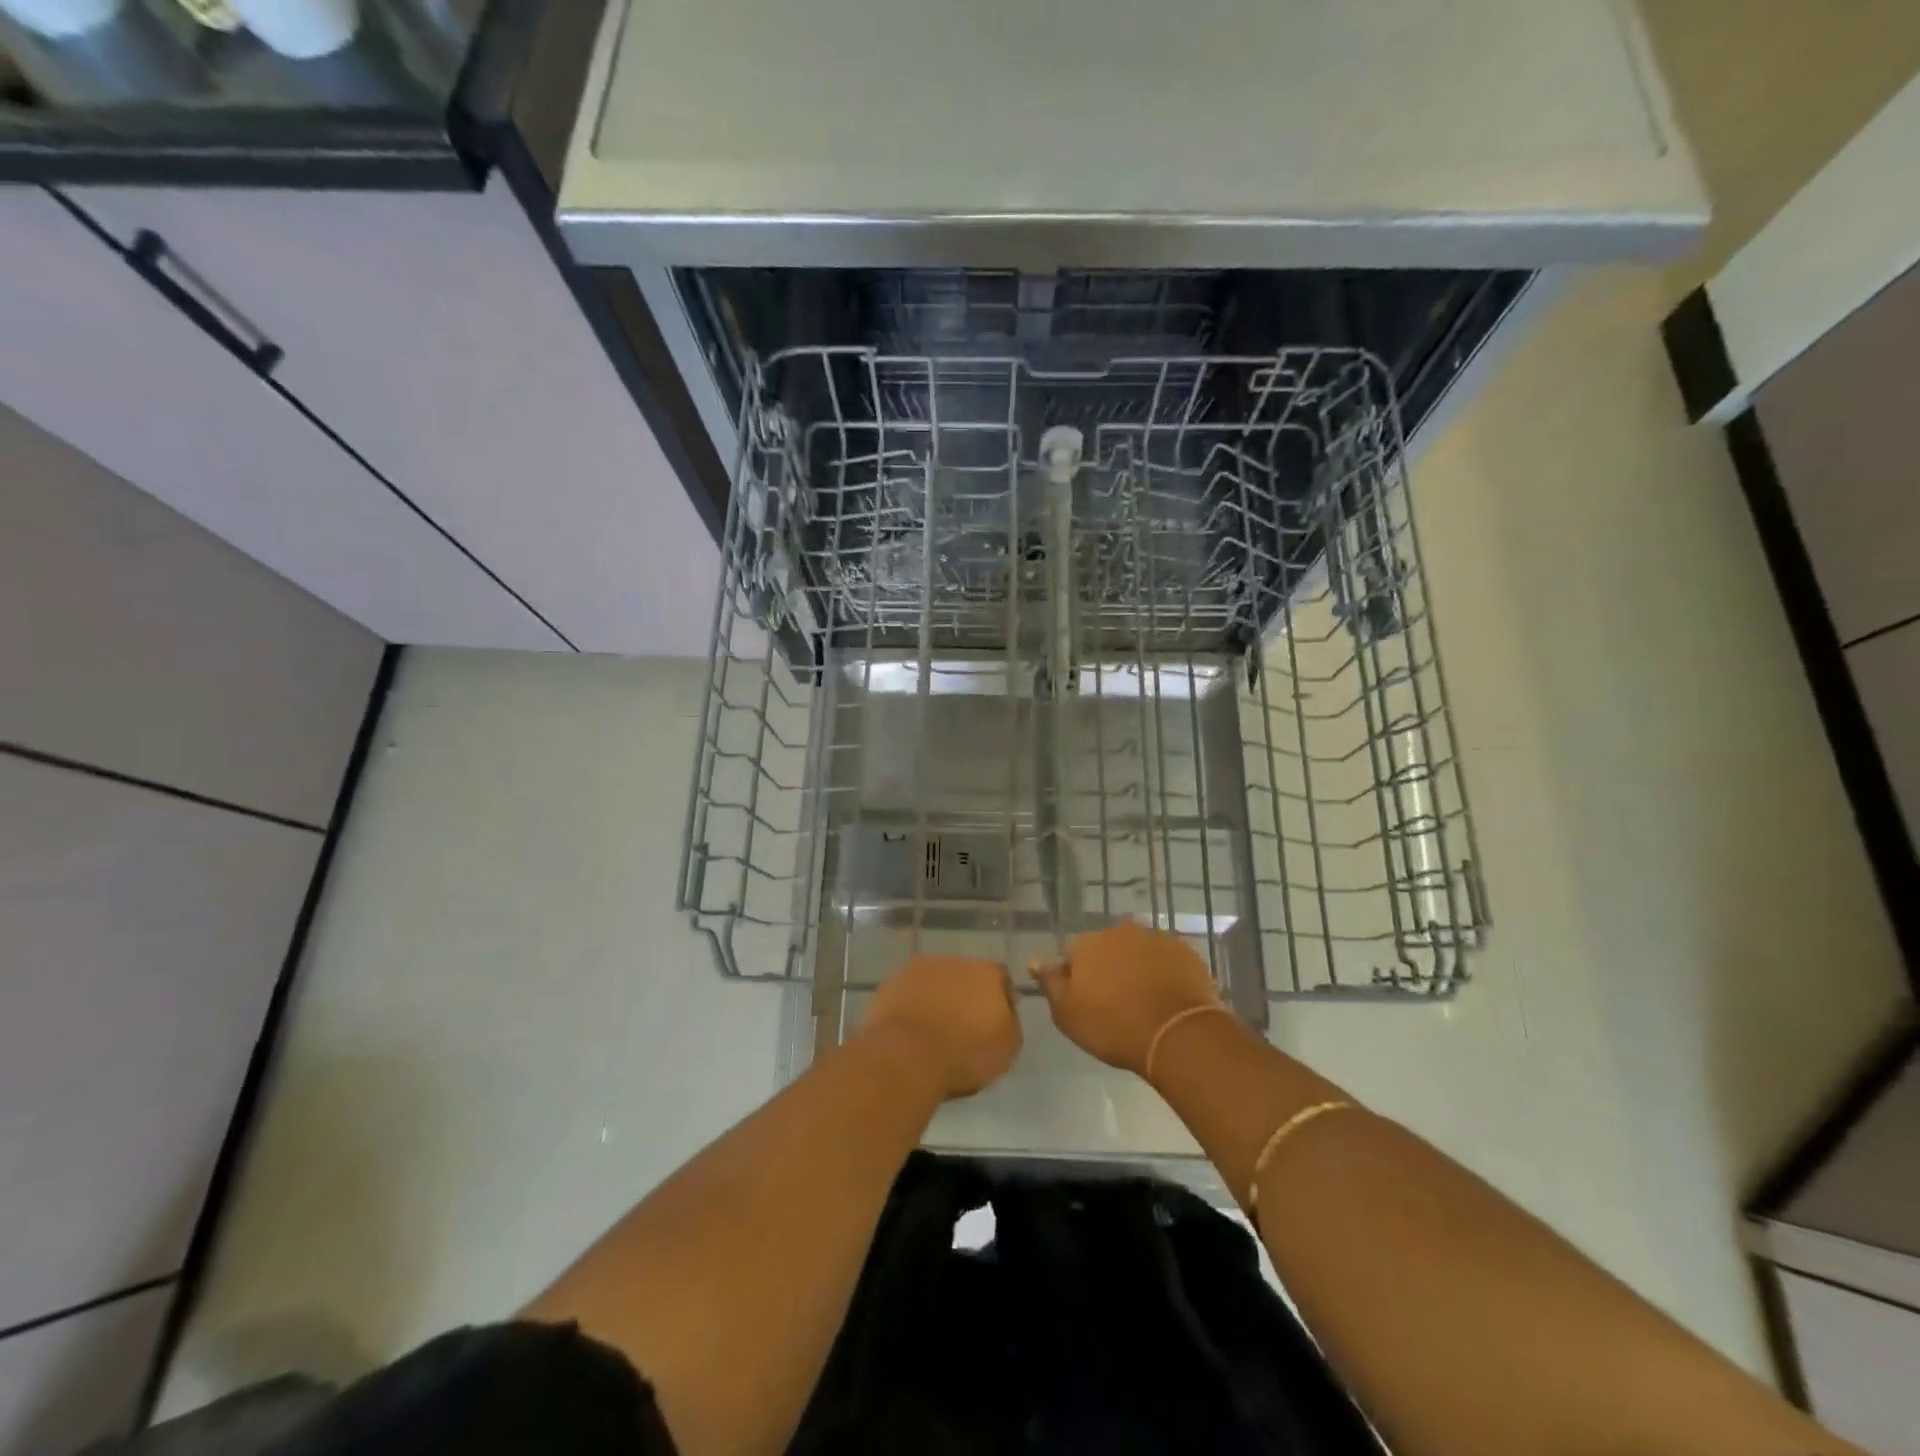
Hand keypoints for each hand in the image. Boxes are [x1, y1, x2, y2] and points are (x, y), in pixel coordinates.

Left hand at [862, 956, 1021, 1099]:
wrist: (907, 1056)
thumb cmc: (965, 1053)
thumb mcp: (1007, 1049)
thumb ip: (1011, 1023)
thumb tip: (1006, 1011)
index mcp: (987, 972)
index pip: (1001, 978)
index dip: (1001, 1000)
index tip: (995, 1023)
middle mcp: (955, 961)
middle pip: (967, 976)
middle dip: (967, 995)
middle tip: (964, 1026)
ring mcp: (920, 969)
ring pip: (936, 981)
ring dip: (938, 998)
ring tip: (935, 1030)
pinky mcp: (892, 983)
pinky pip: (909, 993)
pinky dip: (913, 1006)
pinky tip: (912, 1030)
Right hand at [1031, 922, 1222, 1076]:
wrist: (1176, 1035)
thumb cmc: (1113, 1028)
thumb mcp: (1068, 1014)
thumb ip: (1050, 983)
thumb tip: (1034, 959)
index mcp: (1086, 944)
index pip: (1074, 954)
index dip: (1078, 978)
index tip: (1087, 1001)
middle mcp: (1118, 931)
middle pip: (1107, 947)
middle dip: (1108, 967)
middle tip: (1116, 1002)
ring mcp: (1154, 938)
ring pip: (1137, 950)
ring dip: (1137, 967)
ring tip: (1144, 1000)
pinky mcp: (1184, 950)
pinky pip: (1166, 958)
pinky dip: (1164, 971)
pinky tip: (1167, 996)